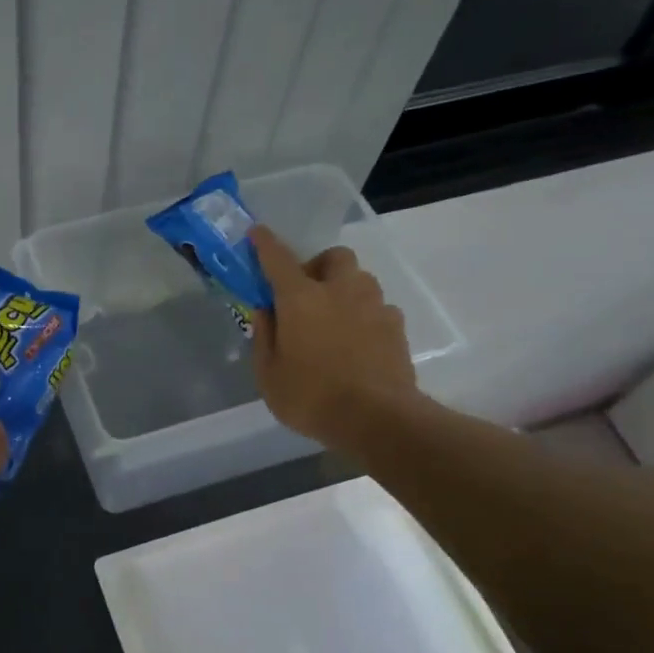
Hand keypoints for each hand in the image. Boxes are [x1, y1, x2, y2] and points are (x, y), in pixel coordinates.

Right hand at [249, 224, 423, 448]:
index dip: (265, 243)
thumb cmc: (311, 397)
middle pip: (333, 257)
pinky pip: (378, 308)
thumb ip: (264, 337)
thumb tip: (265, 311)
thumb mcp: (268, 374)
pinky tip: (358, 342)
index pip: (278, 258)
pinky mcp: (397, 327)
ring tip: (334, 320)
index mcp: (301, 298)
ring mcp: (374, 306)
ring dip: (344, 289)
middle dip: (319, 266)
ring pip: (360, 280)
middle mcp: (340, 291)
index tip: (257, 233)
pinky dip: (365, 315)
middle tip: (306, 293)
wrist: (378, 419)